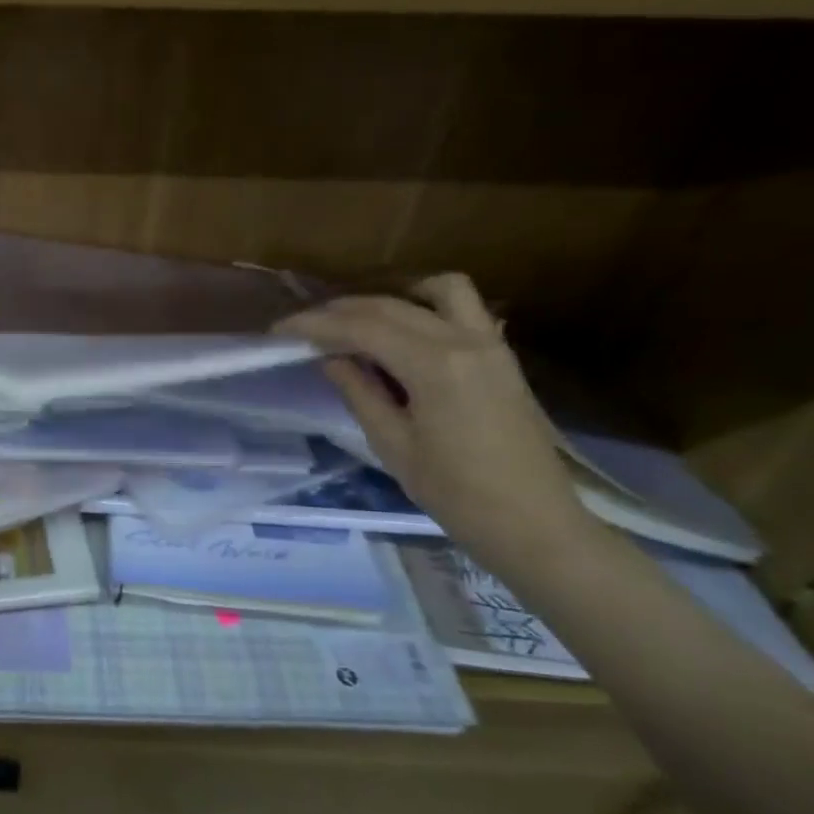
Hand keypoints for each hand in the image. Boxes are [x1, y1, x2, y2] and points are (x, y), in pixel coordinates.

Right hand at [276, 274, 600, 574]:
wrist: (534, 523)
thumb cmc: (456, 493)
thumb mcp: (393, 445)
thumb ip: (360, 392)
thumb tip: (331, 358)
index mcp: (435, 366)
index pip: (362, 328)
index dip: (315, 325)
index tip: (279, 330)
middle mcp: (465, 340)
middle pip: (392, 305)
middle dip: (342, 311)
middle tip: (305, 328)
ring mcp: (491, 344)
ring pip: (440, 290)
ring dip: (394, 296)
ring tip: (360, 321)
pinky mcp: (502, 356)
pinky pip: (463, 310)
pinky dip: (426, 308)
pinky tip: (402, 335)